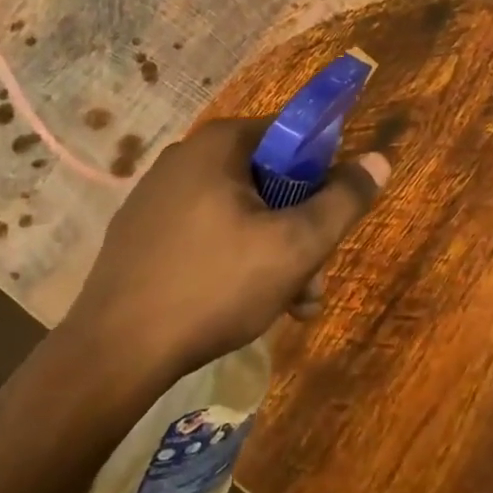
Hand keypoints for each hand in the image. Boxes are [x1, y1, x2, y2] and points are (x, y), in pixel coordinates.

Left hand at [64, 118, 388, 379]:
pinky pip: (210, 232)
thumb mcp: (295, 246)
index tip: (333, 222)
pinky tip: (249, 305)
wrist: (113, 355)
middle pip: (271, 180)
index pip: (295, 137)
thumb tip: (379, 159)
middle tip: (313, 283)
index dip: (325, 176)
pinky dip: (238, 260)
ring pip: (244, 212)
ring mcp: (160, 196)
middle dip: (302, 231)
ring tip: (291, 308)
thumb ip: (343, 201)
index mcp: (220, 144)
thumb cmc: (214, 287)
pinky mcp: (145, 233)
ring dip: (277, 254)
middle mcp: (187, 157)